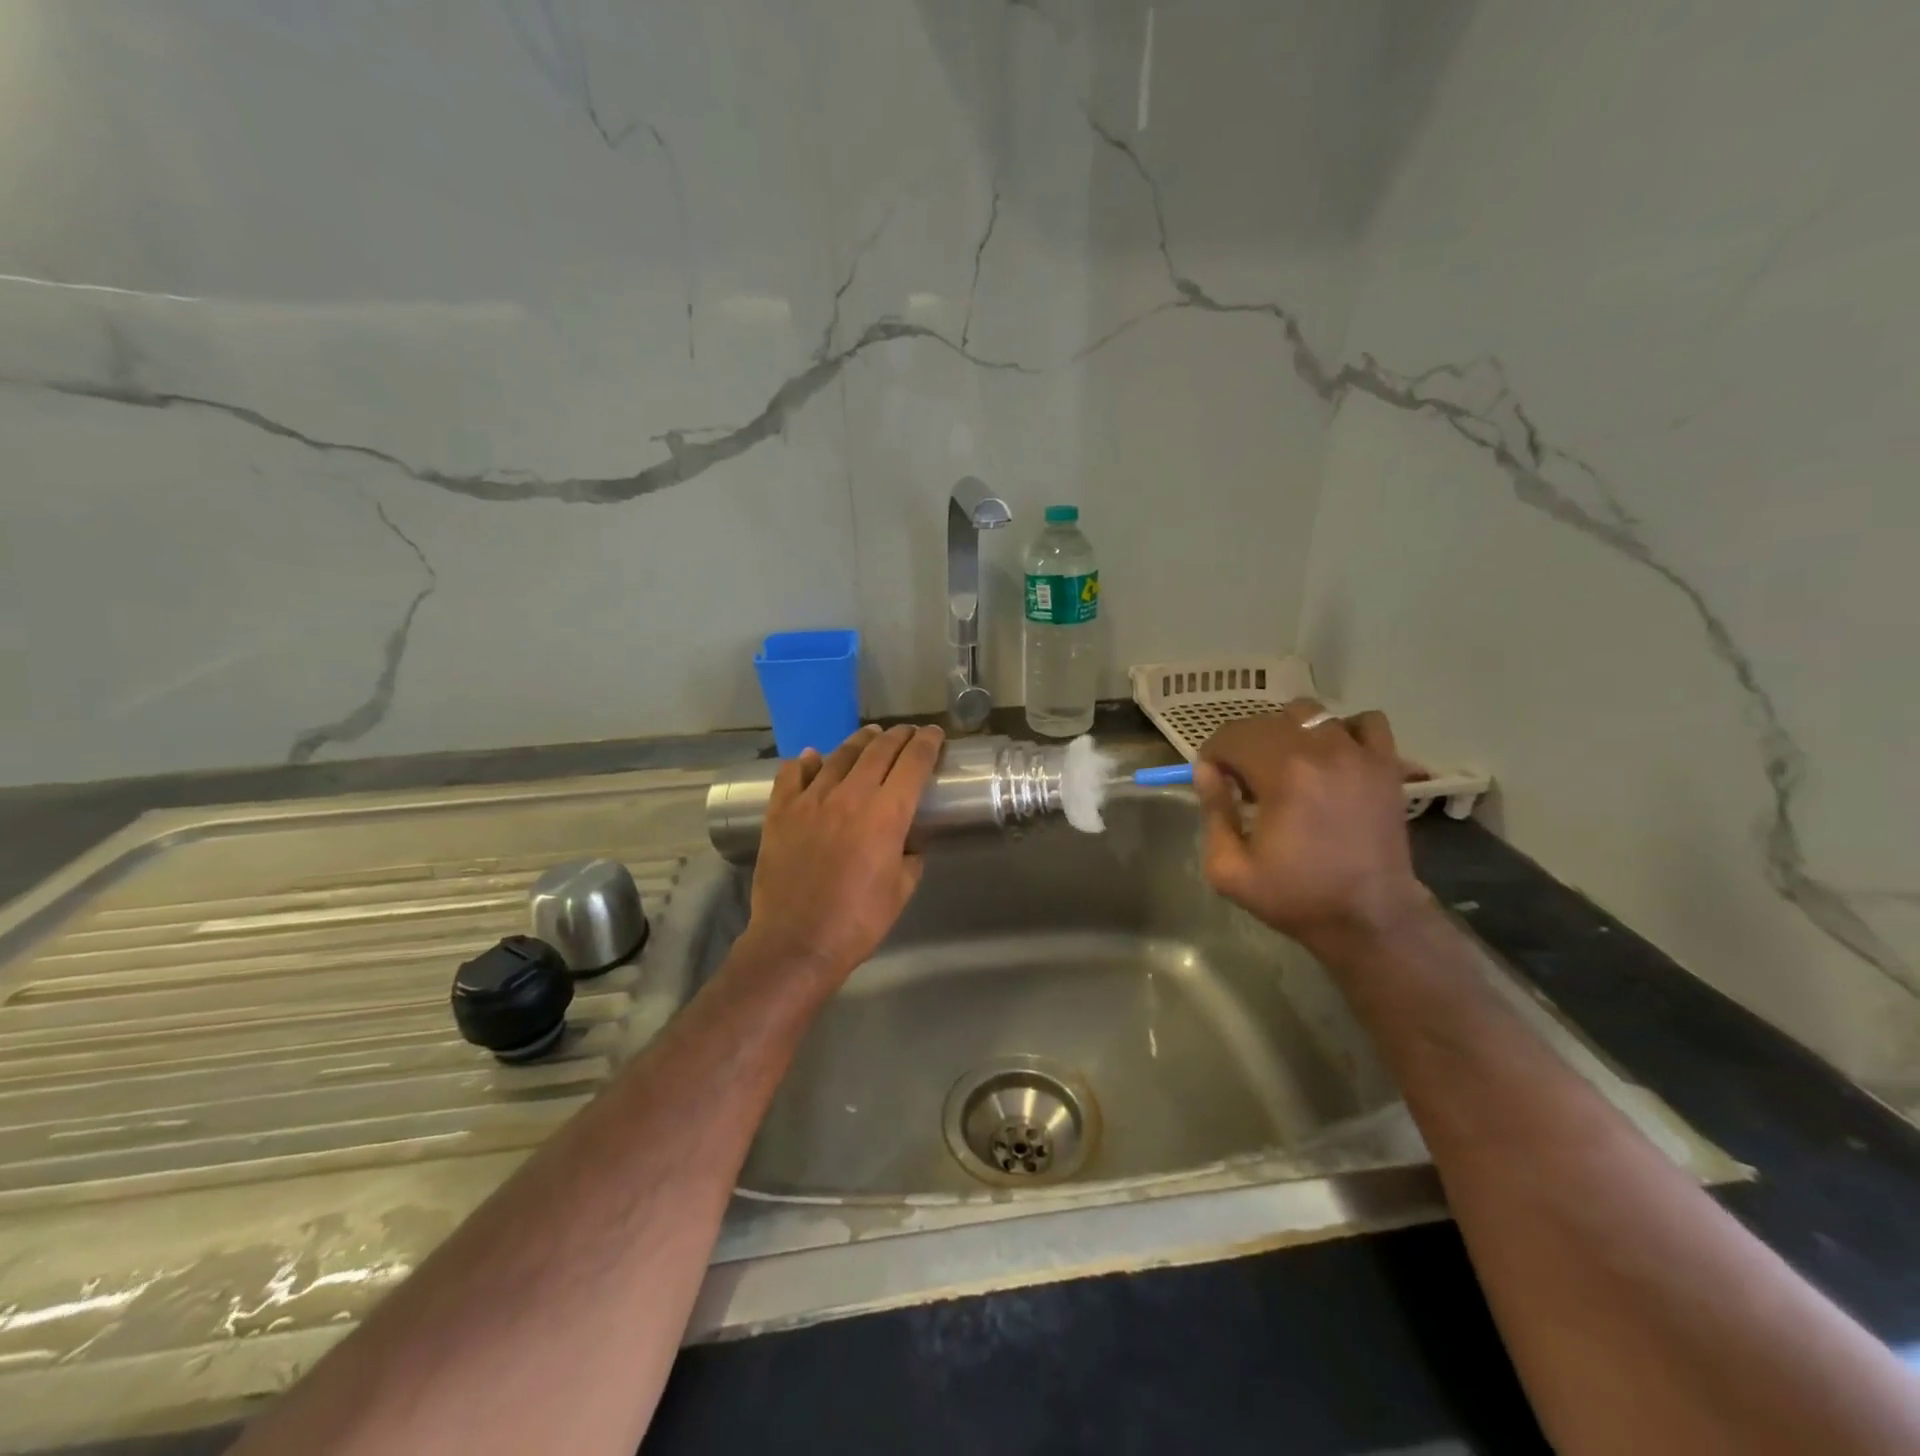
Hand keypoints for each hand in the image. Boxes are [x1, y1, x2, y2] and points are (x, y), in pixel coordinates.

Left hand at [742, 723, 943, 986]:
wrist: (796, 942)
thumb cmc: (858, 922)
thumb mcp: (901, 890)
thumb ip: (911, 857)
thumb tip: (908, 841)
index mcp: (886, 815)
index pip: (913, 763)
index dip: (927, 743)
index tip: (934, 733)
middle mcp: (850, 796)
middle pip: (879, 751)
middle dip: (898, 736)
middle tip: (908, 732)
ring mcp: (811, 801)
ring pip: (839, 756)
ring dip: (859, 741)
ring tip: (870, 735)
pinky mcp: (781, 812)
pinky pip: (793, 774)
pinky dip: (806, 762)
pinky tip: (812, 758)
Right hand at [1194, 700, 1426, 953]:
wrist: (1369, 919)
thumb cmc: (1295, 897)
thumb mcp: (1228, 868)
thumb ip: (1213, 812)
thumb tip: (1207, 772)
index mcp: (1282, 774)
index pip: (1232, 736)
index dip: (1213, 756)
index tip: (1215, 783)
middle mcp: (1322, 752)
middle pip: (1265, 722)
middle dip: (1244, 747)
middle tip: (1245, 784)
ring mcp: (1359, 755)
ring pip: (1310, 715)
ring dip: (1288, 734)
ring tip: (1286, 767)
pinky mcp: (1386, 766)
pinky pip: (1365, 722)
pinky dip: (1343, 731)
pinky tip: (1332, 759)